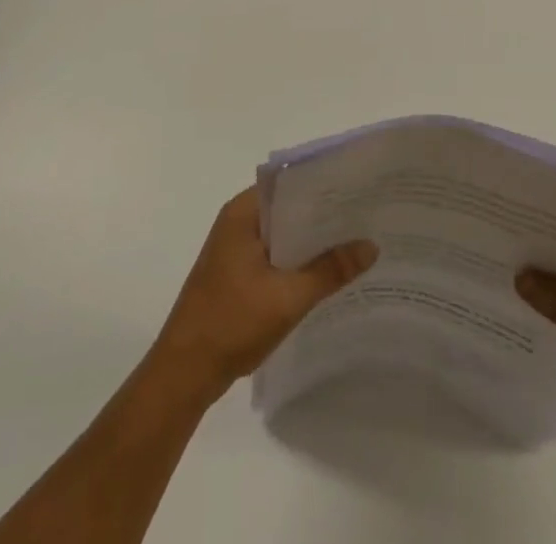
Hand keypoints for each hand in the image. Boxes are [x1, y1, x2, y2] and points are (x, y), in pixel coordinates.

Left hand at [150, 186, 377, 401]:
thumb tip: (371, 245)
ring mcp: (235, 248)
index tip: (357, 185)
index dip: (323, 182)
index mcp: (243, 212)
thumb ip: (330, 270)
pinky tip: (328, 272)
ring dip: (312, 239)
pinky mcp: (236, 272)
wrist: (184, 373)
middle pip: (288, 207)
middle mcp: (238, 221)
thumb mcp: (288, 297)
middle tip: (366, 214)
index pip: (289, 182)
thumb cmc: (232, 323)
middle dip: (323, 213)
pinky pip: (275, 254)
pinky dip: (298, 259)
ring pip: (283, 233)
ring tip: (356, 239)